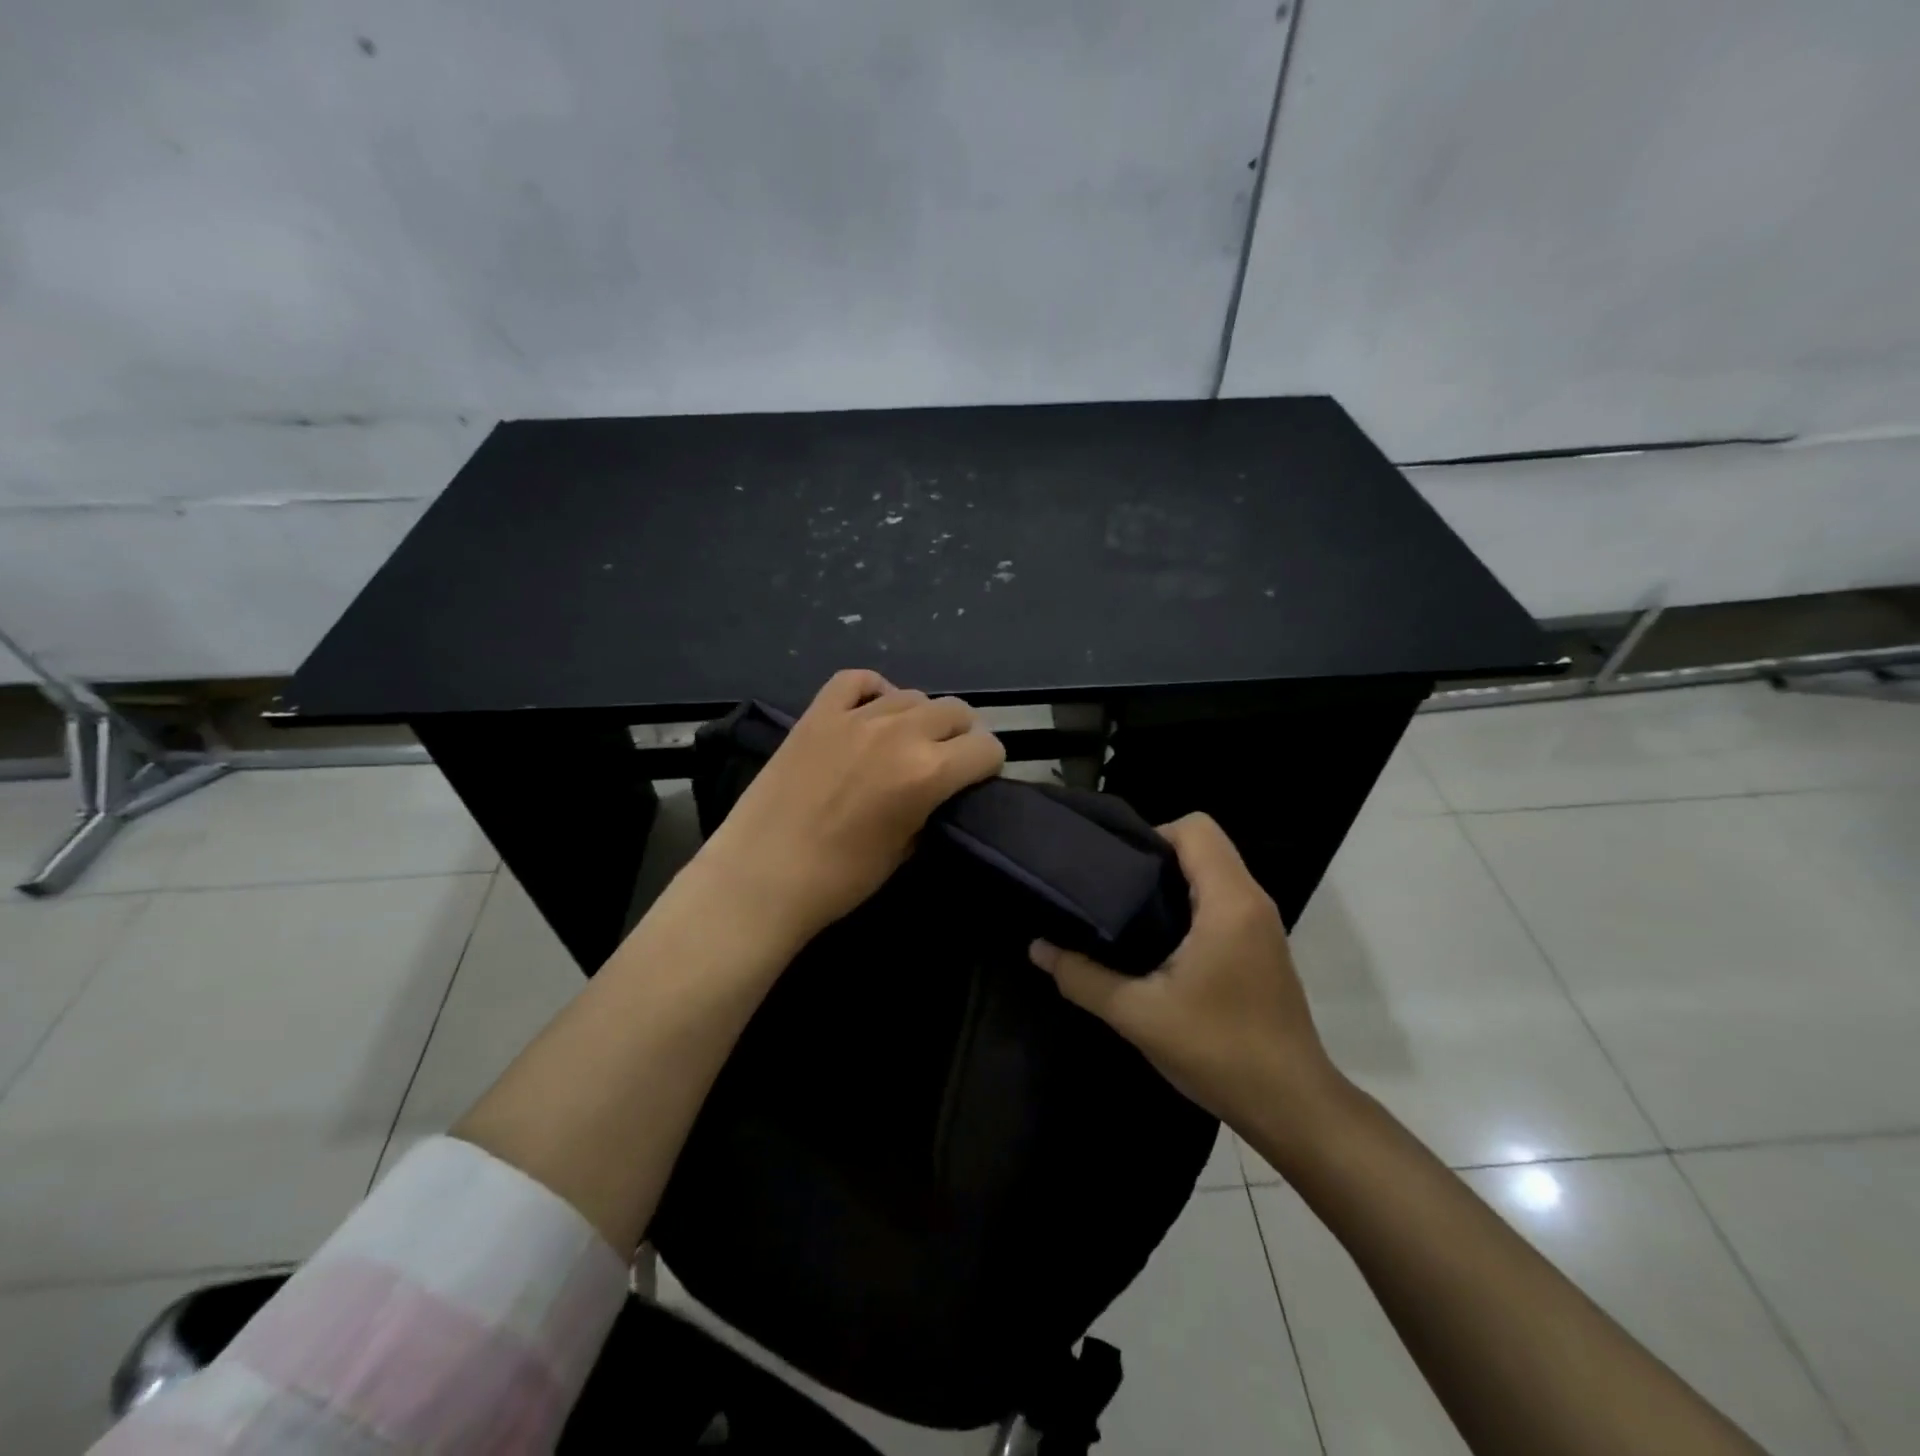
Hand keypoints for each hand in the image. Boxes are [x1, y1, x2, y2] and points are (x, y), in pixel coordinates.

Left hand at [696, 669, 1005, 946]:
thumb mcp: (905, 850)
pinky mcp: (818, 713)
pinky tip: (873, 710)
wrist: (761, 877)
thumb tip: (937, 794)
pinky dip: (874, 691)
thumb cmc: (839, 879)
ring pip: (913, 695)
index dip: (988, 766)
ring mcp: (856, 717)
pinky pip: (856, 680)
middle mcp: (900, 733)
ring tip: (907, 742)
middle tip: (947, 761)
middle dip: (963, 736)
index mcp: (928, 773)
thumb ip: (930, 809)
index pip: (986, 749)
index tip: (977, 780)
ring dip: (922, 718)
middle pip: (956, 712)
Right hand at [1028, 813, 1340, 1135]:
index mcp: (1229, 902)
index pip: (1196, 827)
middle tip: (1110, 889)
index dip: (1153, 834)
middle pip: (1204, 846)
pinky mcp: (1263, 948)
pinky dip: (1189, 906)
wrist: (1292, 1107)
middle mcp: (1252, 901)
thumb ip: (1082, 977)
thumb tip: (1037, 948)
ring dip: (1172, 884)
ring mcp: (1262, 925)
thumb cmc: (1219, 1051)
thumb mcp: (1137, 1015)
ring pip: (1214, 875)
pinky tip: (1157, 944)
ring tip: (1126, 913)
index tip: (1116, 867)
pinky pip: (1223, 902)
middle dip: (1155, 858)